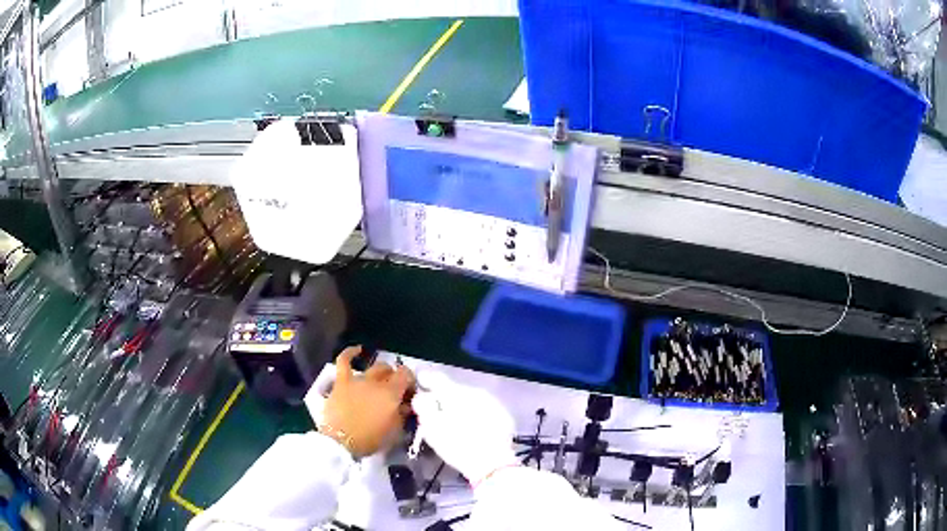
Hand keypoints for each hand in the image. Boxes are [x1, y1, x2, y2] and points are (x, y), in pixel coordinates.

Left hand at [320, 346, 414, 457]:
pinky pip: (344, 361)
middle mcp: (376, 382)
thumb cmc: (371, 439)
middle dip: (396, 378)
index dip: (410, 381)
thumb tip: (404, 405)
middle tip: (396, 391)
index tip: (410, 393)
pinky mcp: (341, 382)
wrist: (341, 441)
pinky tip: (358, 349)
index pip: (406, 375)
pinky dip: (350, 353)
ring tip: (382, 379)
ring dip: (381, 372)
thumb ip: (402, 415)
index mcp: (391, 394)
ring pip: (374, 367)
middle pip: (391, 371)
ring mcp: (357, 380)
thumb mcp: (395, 431)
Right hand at [411, 371, 517, 485]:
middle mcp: (476, 392)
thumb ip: (424, 407)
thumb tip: (422, 395)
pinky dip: (476, 415)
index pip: (437, 378)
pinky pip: (484, 409)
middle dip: (445, 399)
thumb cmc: (457, 447)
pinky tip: (474, 430)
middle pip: (455, 390)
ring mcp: (493, 403)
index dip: (426, 380)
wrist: (493, 464)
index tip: (420, 384)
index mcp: (456, 393)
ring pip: (471, 399)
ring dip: (462, 407)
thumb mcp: (432, 429)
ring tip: (456, 423)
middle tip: (438, 413)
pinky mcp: (504, 415)